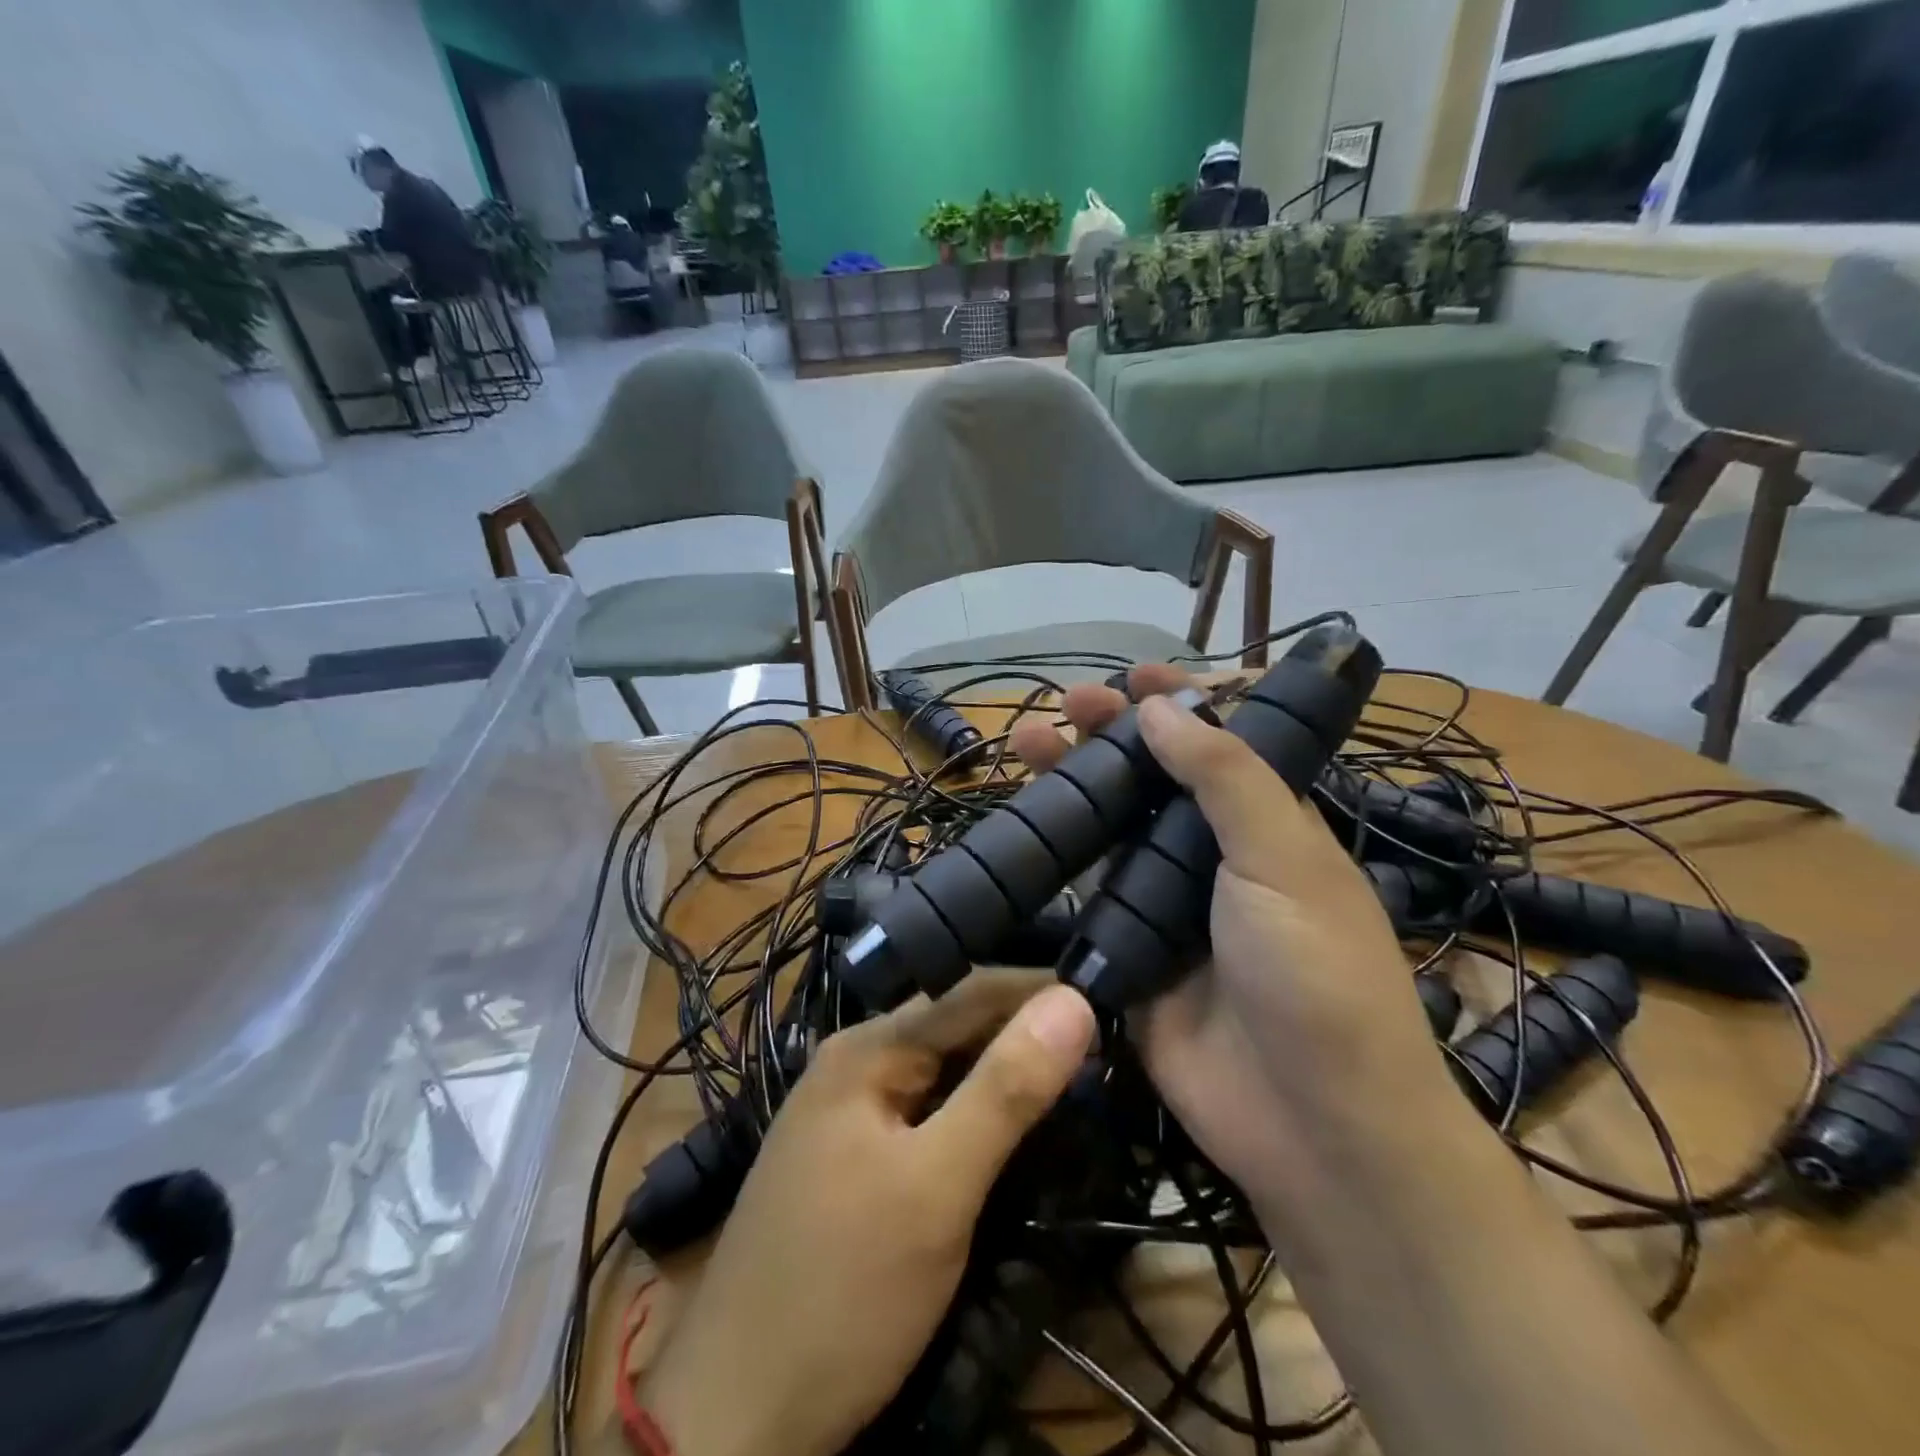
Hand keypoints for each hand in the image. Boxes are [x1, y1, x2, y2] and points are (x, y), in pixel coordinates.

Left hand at [635, 973, 1095, 1455]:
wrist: (737, 1416)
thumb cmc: (842, 1290)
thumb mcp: (937, 1187)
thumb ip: (1006, 1090)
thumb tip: (1073, 999)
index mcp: (868, 1047)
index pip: (971, 990)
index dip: (1041, 989)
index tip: (1113, 995)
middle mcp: (857, 1062)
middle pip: (957, 1026)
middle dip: (1027, 1030)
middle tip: (1108, 1043)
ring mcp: (853, 1113)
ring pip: (946, 1071)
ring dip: (1006, 1072)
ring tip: (1079, 1074)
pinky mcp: (858, 1159)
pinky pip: (930, 1112)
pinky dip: (978, 1112)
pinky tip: (1015, 1123)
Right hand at [1008, 668, 1458, 1227]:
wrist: (1312, 1125)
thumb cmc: (1316, 975)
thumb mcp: (1284, 859)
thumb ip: (1224, 777)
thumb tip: (1161, 706)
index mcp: (1266, 826)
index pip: (1220, 746)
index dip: (1181, 706)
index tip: (1135, 676)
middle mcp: (1215, 858)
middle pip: (1154, 780)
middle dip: (1111, 736)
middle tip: (1065, 704)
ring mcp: (1166, 906)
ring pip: (1112, 829)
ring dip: (1074, 786)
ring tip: (1026, 744)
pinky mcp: (1128, 952)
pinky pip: (1087, 894)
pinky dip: (1057, 858)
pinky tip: (1022, 827)